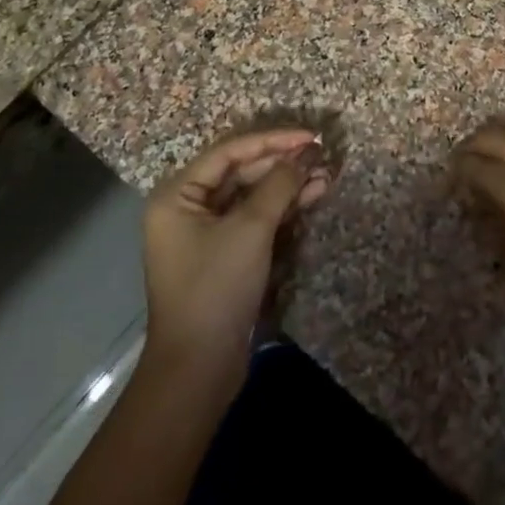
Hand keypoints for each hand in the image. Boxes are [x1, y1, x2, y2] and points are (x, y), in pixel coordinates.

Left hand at [142, 128, 329, 388]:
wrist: (199, 367)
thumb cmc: (216, 287)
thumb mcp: (250, 229)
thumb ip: (279, 184)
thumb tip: (306, 154)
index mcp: (178, 195)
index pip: (230, 152)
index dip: (273, 140)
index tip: (310, 136)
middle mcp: (187, 207)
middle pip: (241, 172)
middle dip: (283, 163)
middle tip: (322, 155)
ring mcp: (206, 233)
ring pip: (252, 195)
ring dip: (287, 185)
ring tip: (326, 174)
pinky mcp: (225, 254)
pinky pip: (254, 219)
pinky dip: (282, 208)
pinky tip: (313, 196)